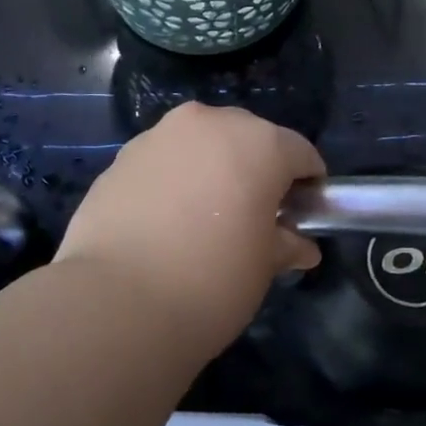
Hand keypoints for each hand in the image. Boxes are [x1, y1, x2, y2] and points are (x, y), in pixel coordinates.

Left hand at [55, 102, 324, 350]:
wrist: (118, 301)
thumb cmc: (213, 281)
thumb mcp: (263, 266)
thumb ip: (285, 244)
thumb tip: (300, 247)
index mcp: (259, 143)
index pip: (300, 153)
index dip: (308, 184)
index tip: (303, 214)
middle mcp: (209, 123)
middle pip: (247, 137)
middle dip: (256, 169)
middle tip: (253, 214)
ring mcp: (159, 136)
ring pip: (200, 144)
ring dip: (210, 169)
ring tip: (203, 218)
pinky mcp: (121, 157)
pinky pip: (162, 161)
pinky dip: (172, 180)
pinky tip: (165, 222)